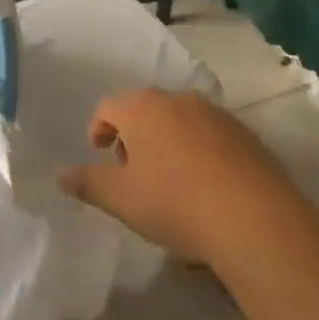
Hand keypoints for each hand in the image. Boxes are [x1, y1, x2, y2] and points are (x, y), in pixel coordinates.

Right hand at [62, 89, 300, 267]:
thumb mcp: (122, 199)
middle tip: (132, 171)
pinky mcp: (247, 134)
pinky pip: (210, 135)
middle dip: (134, 135)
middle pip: (145, 109)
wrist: (256, 219)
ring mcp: (217, 114)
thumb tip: (62, 175)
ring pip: (180, 119)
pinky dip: (199, 150)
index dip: (99, 129)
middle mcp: (179, 100)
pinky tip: (205, 185)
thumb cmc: (175, 203)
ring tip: (170, 180)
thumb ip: (89, 183)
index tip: (101, 155)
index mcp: (143, 108)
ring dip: (167, 141)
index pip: (109, 107)